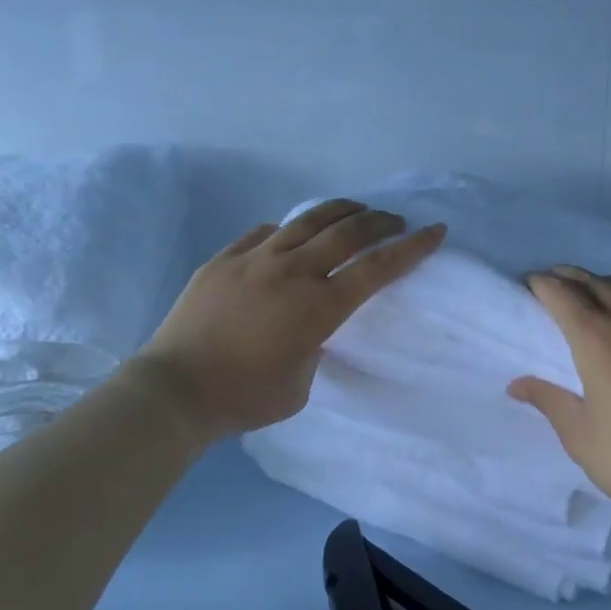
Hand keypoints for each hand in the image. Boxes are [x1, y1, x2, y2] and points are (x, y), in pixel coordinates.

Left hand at [134, 201, 444, 442]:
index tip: (435, 231)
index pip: (376, 268)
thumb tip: (309, 326)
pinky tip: (292, 233)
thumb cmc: (246, 398)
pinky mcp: (224, 259)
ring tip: (356, 211)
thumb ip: (315, 347)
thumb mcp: (301, 384)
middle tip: (396, 222)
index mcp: (318, 307)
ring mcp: (254, 259)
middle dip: (380, 222)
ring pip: (306, 221)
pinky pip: (264, 232)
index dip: (411, 248)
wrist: (175, 390)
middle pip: (346, 232)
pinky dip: (289, 229)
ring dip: (340, 212)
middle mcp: (291, 272)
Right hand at [510, 267, 610, 525]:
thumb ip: (549, 400)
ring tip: (594, 292)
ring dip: (606, 284)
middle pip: (596, 283)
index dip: (542, 284)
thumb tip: (518, 385)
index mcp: (597, 340)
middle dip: (571, 277)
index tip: (530, 282)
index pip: (562, 295)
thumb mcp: (580, 435)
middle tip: (556, 280)